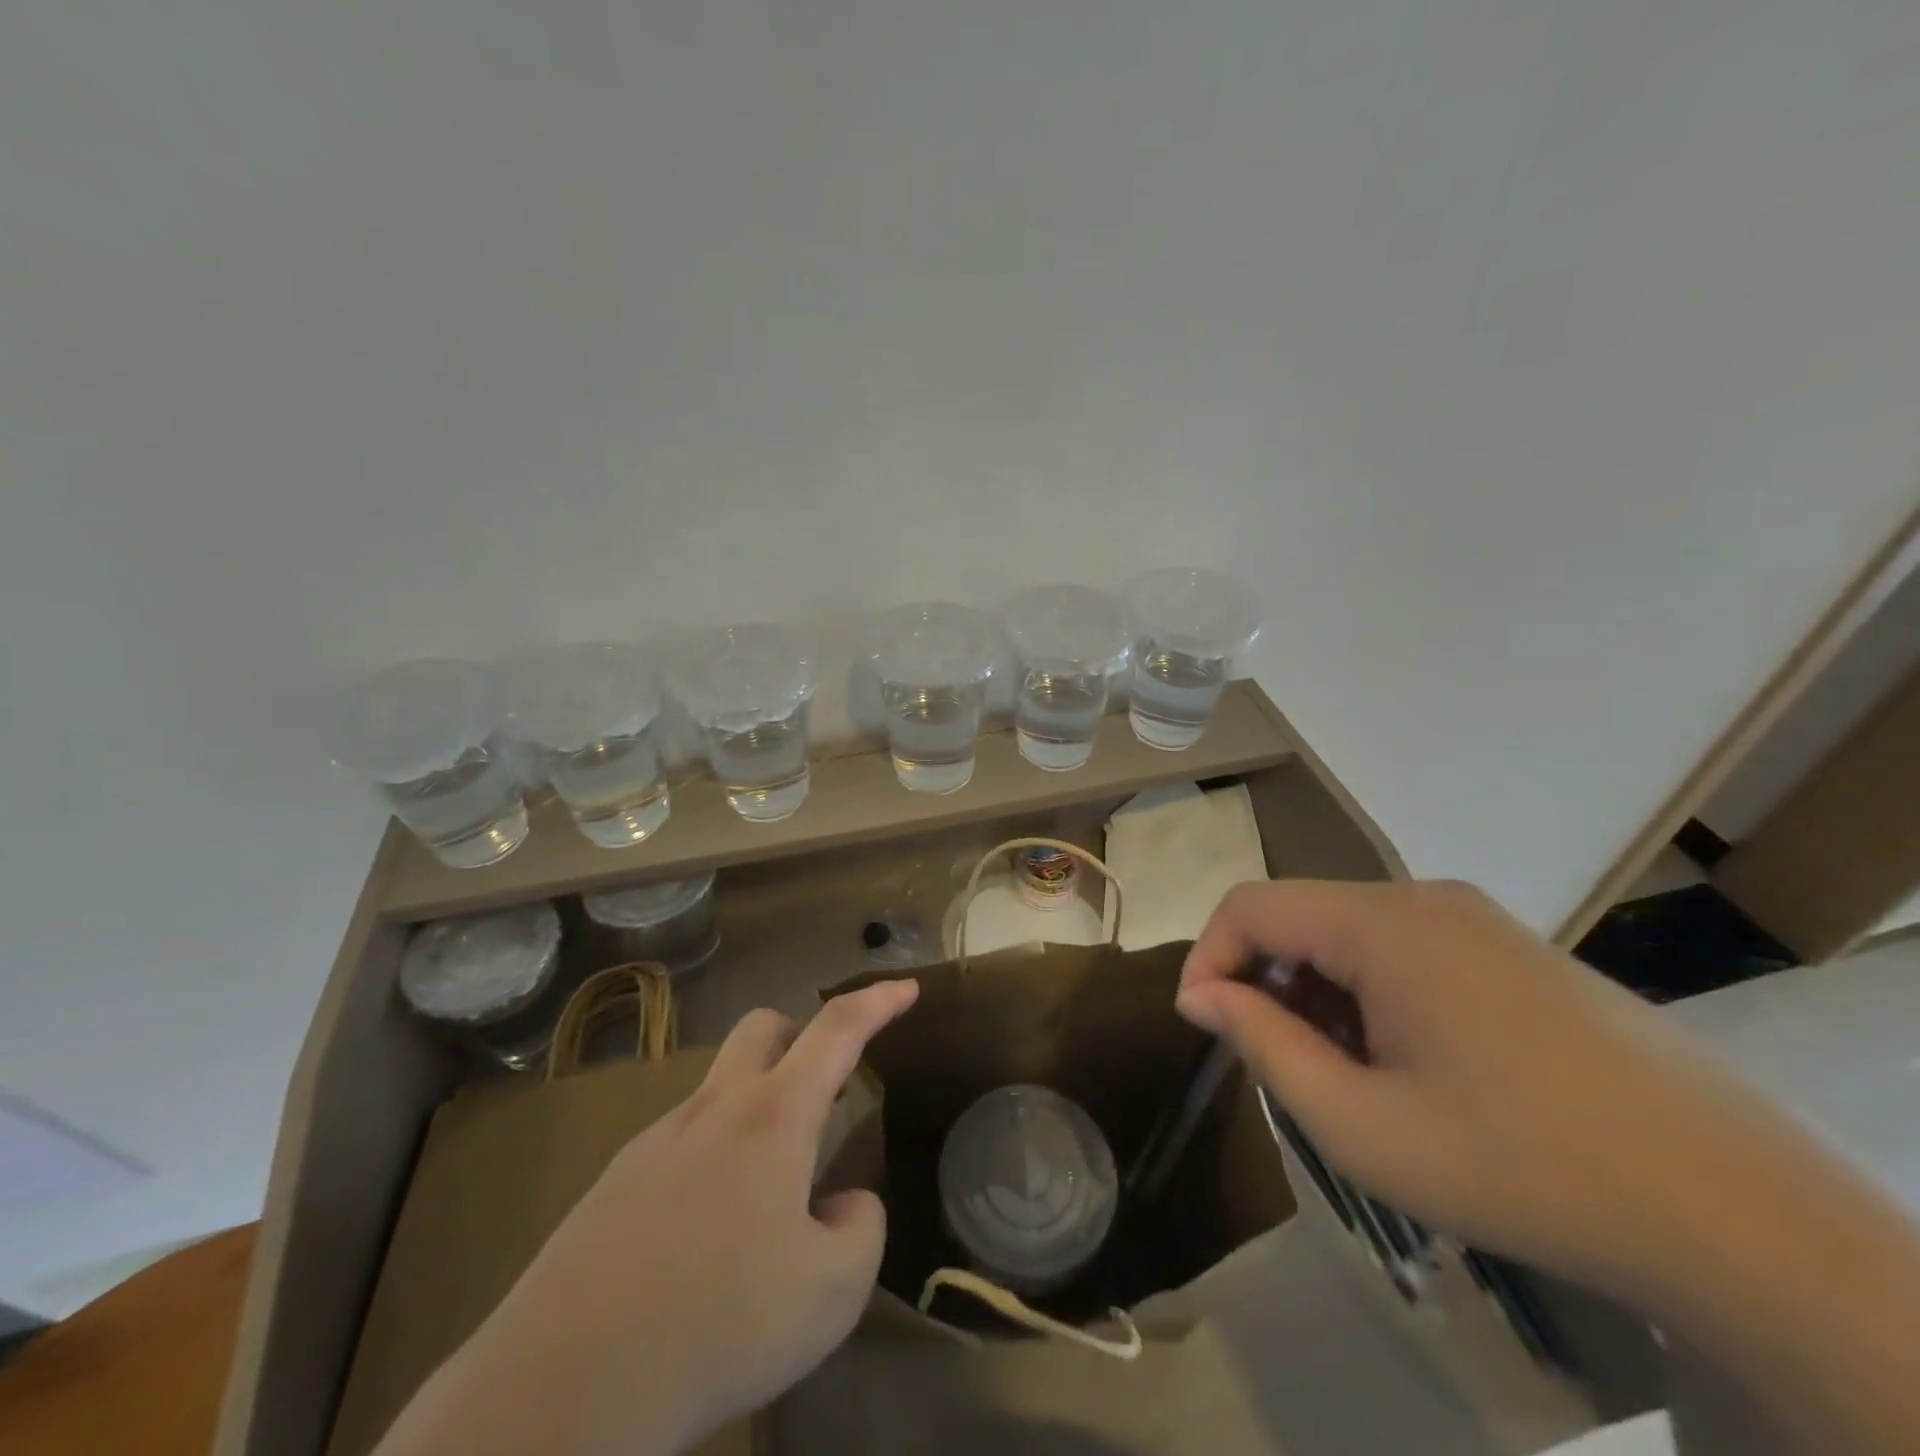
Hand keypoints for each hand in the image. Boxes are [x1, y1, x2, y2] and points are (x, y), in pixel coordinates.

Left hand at [383, 978, 918, 1455]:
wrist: (559, 1393)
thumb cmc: (717, 1325)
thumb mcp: (831, 1292)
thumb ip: (859, 1229)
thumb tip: (841, 1204)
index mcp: (772, 1117)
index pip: (837, 1029)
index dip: (878, 1001)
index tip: (908, 988)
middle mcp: (714, 1109)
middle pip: (764, 1027)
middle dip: (804, 1035)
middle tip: (827, 1086)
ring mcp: (656, 1141)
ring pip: (720, 1085)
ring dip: (758, 1106)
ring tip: (769, 1191)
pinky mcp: (614, 1183)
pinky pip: (682, 1140)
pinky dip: (715, 1157)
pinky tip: (707, 1234)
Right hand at [1174, 879, 1772, 1291]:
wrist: (1740, 1214)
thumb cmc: (1520, 1165)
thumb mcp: (1361, 1124)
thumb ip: (1263, 1044)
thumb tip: (1199, 995)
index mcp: (1383, 924)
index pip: (1252, 905)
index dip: (1208, 955)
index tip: (1201, 1023)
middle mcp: (1425, 898)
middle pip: (1302, 914)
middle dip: (1267, 980)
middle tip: (1279, 1062)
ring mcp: (1478, 918)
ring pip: (1352, 931)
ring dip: (1321, 990)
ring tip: (1346, 1072)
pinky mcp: (1514, 947)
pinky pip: (1406, 946)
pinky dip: (1372, 990)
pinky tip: (1409, 1061)